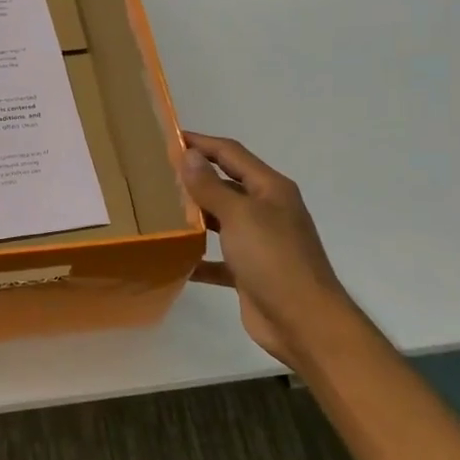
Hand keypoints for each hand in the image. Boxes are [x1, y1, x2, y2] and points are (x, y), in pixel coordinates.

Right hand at [180, 132, 347, 367]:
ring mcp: (259, 242)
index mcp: (270, 189)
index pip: (231, 154)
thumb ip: (211, 186)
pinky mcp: (249, 272)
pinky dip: (198, 257)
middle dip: (194, 178)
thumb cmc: (273, 259)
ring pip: (221, 220)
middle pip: (226, 184)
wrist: (303, 321)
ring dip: (194, 215)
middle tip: (155, 174)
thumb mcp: (240, 216)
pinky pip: (218, 258)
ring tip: (157, 210)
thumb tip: (190, 154)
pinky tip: (173, 257)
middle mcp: (267, 211)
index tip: (168, 137)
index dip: (201, 143)